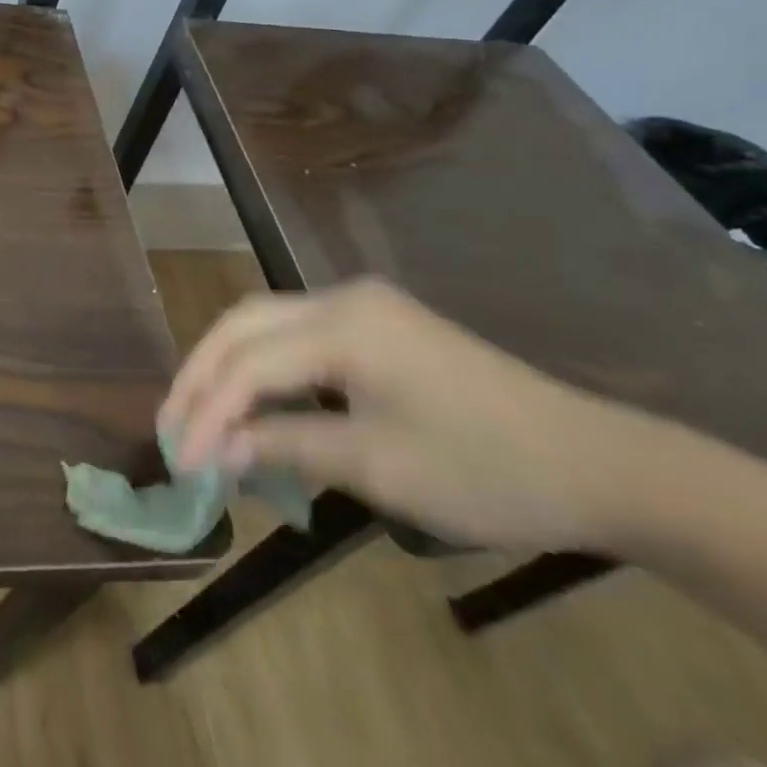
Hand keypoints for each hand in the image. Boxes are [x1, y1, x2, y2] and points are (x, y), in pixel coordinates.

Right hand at [158, 277, 656, 552]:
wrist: (594, 462)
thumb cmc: (484, 469)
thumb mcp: (378, 466)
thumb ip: (287, 445)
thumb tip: (217, 447)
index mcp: (343, 325)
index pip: (249, 362)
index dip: (207, 409)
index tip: (179, 459)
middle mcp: (341, 298)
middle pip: (244, 322)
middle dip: (201, 372)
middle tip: (172, 423)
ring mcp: (361, 305)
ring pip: (266, 323)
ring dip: (228, 366)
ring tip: (199, 412)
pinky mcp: (377, 324)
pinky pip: (298, 336)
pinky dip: (266, 367)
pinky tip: (256, 402)